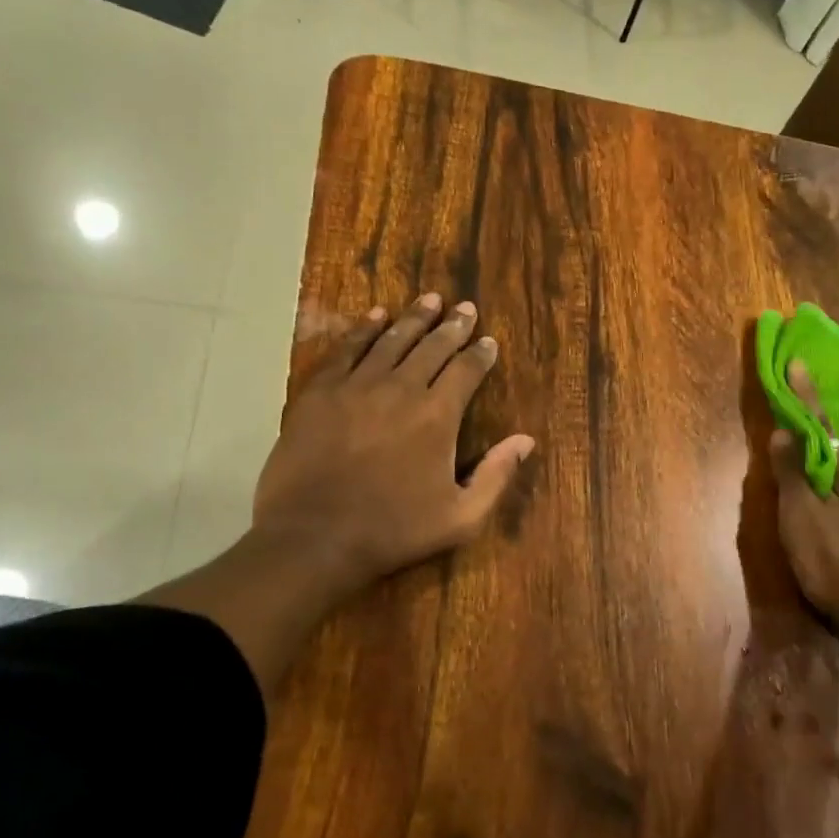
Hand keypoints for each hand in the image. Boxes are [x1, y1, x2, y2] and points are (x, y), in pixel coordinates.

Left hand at [252, 293, 535, 602]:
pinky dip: (364, 329)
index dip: (480, 353)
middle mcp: (401, 388)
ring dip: (414, 318)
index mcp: (437, 416)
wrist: (313, 537)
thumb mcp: (461, 517)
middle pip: (433, 347)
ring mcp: (357, 386)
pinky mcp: (320, 391)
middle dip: (453, 326)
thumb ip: (496, 476)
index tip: (488, 341)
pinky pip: (347, 349)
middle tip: (465, 308)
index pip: (466, 371)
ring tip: (429, 299)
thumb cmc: (393, 531)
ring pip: (392, 340)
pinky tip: (376, 315)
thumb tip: (526, 440)